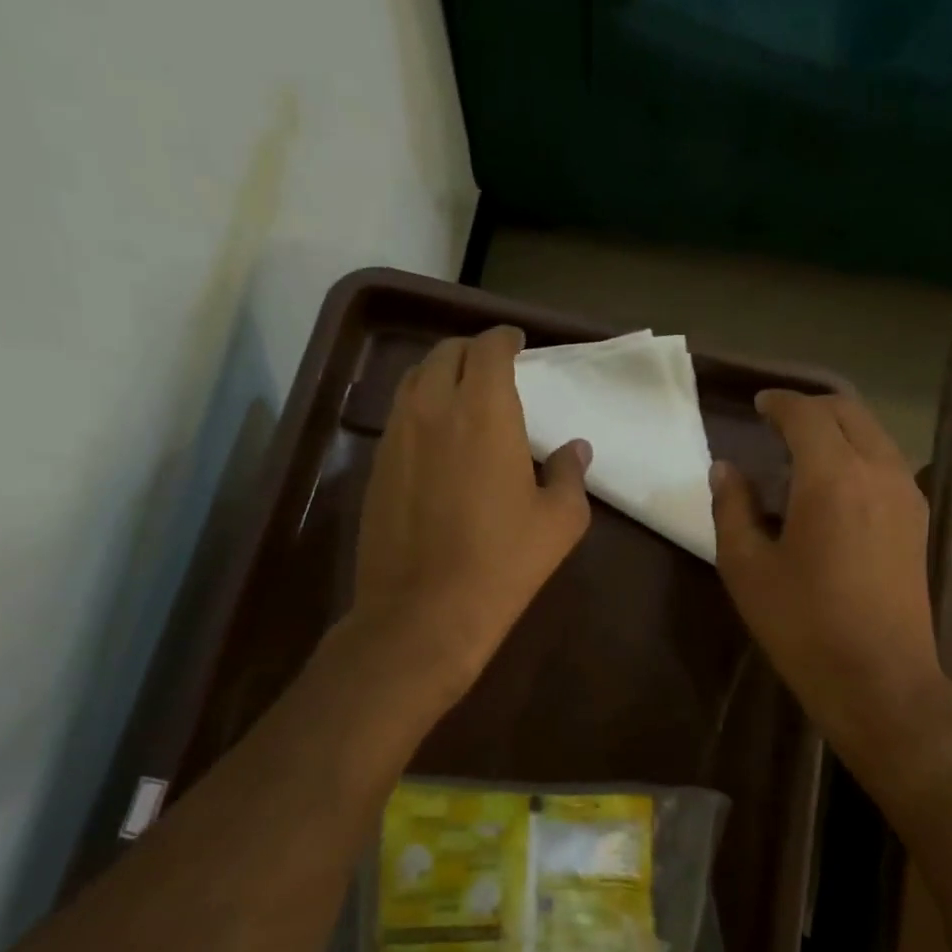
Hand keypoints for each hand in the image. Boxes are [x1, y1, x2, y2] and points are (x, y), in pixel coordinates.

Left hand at [350, 325, 591, 701]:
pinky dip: (420, 408)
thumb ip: (570, 473)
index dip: (504, 340)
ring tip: (463, 394)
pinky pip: (399, 417)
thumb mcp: (559, 521)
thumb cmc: (503, 563)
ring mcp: (397, 437)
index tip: (517, 344)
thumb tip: (574, 449)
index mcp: (484, 412)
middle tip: (493, 367)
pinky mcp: (376, 467)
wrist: (425, 612)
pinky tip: (437, 437)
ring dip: (441, 375)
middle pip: (445, 355)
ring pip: (415, 381)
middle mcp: (433, 409)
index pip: (488, 349)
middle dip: (471, 351)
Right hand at [711, 390, 951, 759]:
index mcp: (833, 477)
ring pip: (874, 434)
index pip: (807, 414)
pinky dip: (858, 453)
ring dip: (838, 428)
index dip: (779, 402)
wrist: (880, 680)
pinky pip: (887, 462)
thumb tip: (726, 469)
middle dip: (811, 407)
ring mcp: (906, 495)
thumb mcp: (747, 568)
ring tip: (802, 451)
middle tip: (777, 421)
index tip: (758, 405)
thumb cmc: (803, 625)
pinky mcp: (917, 520)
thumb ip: (732, 508)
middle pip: (849, 412)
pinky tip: (833, 484)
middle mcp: (879, 471)